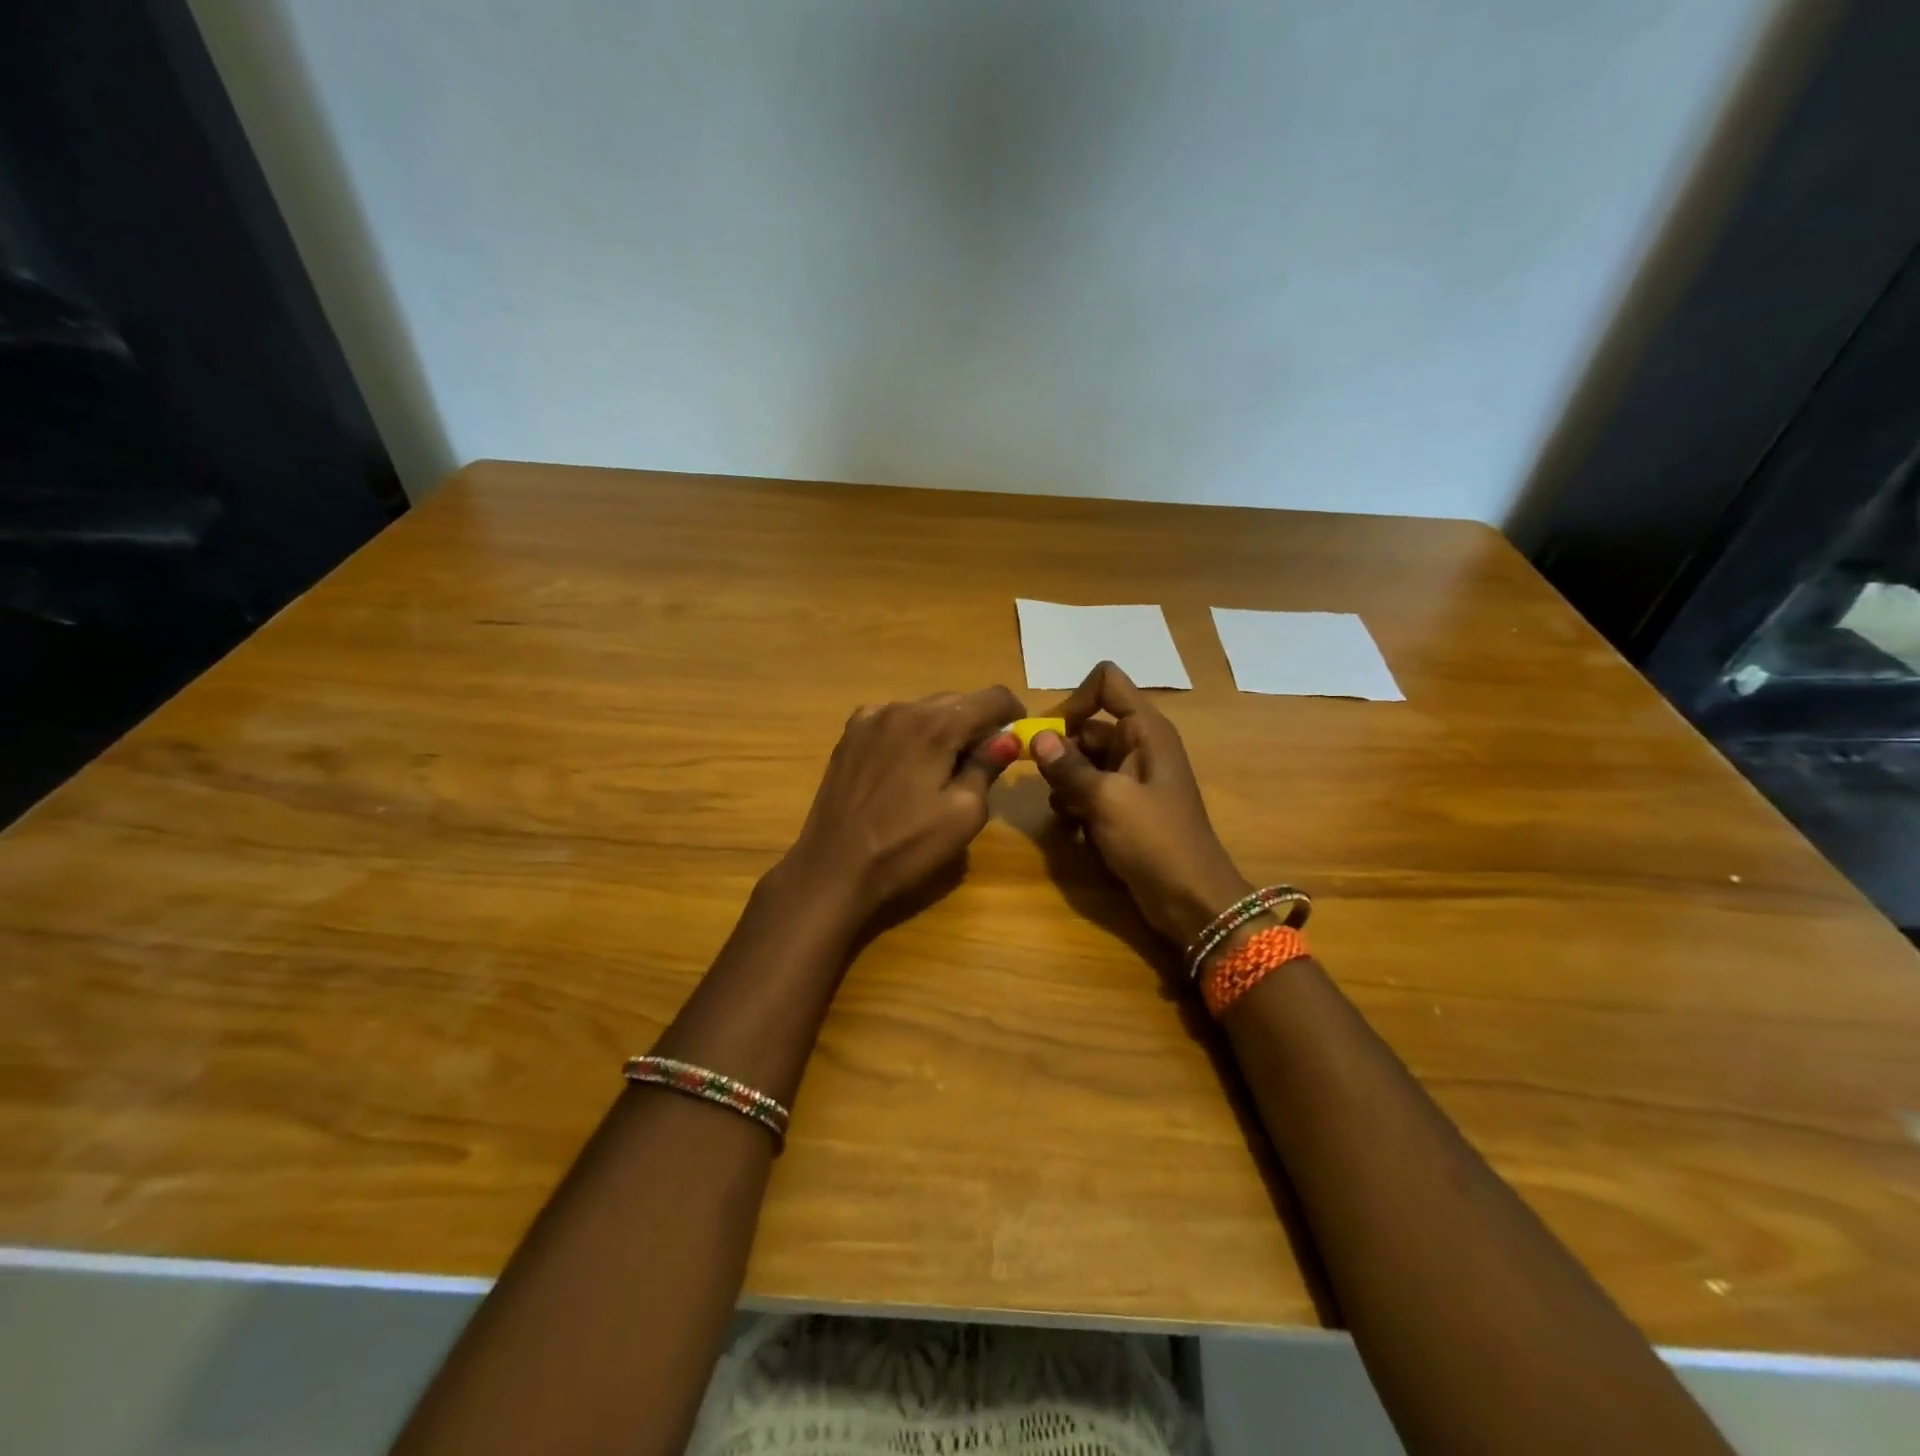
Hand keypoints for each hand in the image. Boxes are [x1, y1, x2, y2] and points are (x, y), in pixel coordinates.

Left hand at [780, 685, 1024, 923]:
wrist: (833, 868)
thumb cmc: (906, 847)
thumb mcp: (963, 814)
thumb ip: (987, 767)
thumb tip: (1007, 737)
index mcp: (936, 724)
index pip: (992, 697)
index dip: (1013, 712)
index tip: (1017, 737)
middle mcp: (902, 708)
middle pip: (956, 700)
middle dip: (976, 723)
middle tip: (983, 761)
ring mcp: (870, 719)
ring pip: (923, 709)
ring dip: (942, 728)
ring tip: (943, 767)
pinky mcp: (849, 736)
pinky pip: (893, 721)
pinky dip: (910, 733)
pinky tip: (906, 766)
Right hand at [1031, 662, 1251, 946]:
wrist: (1192, 901)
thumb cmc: (1155, 841)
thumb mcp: (1107, 801)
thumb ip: (1069, 768)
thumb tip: (1036, 737)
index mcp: (1145, 731)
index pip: (1107, 682)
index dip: (1075, 699)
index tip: (1051, 733)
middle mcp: (1138, 746)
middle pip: (1087, 726)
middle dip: (1062, 751)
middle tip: (1048, 783)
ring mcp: (1131, 779)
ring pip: (1083, 761)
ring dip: (1065, 782)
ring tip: (1065, 811)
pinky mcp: (1124, 808)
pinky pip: (1089, 790)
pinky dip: (1076, 803)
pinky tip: (1073, 828)